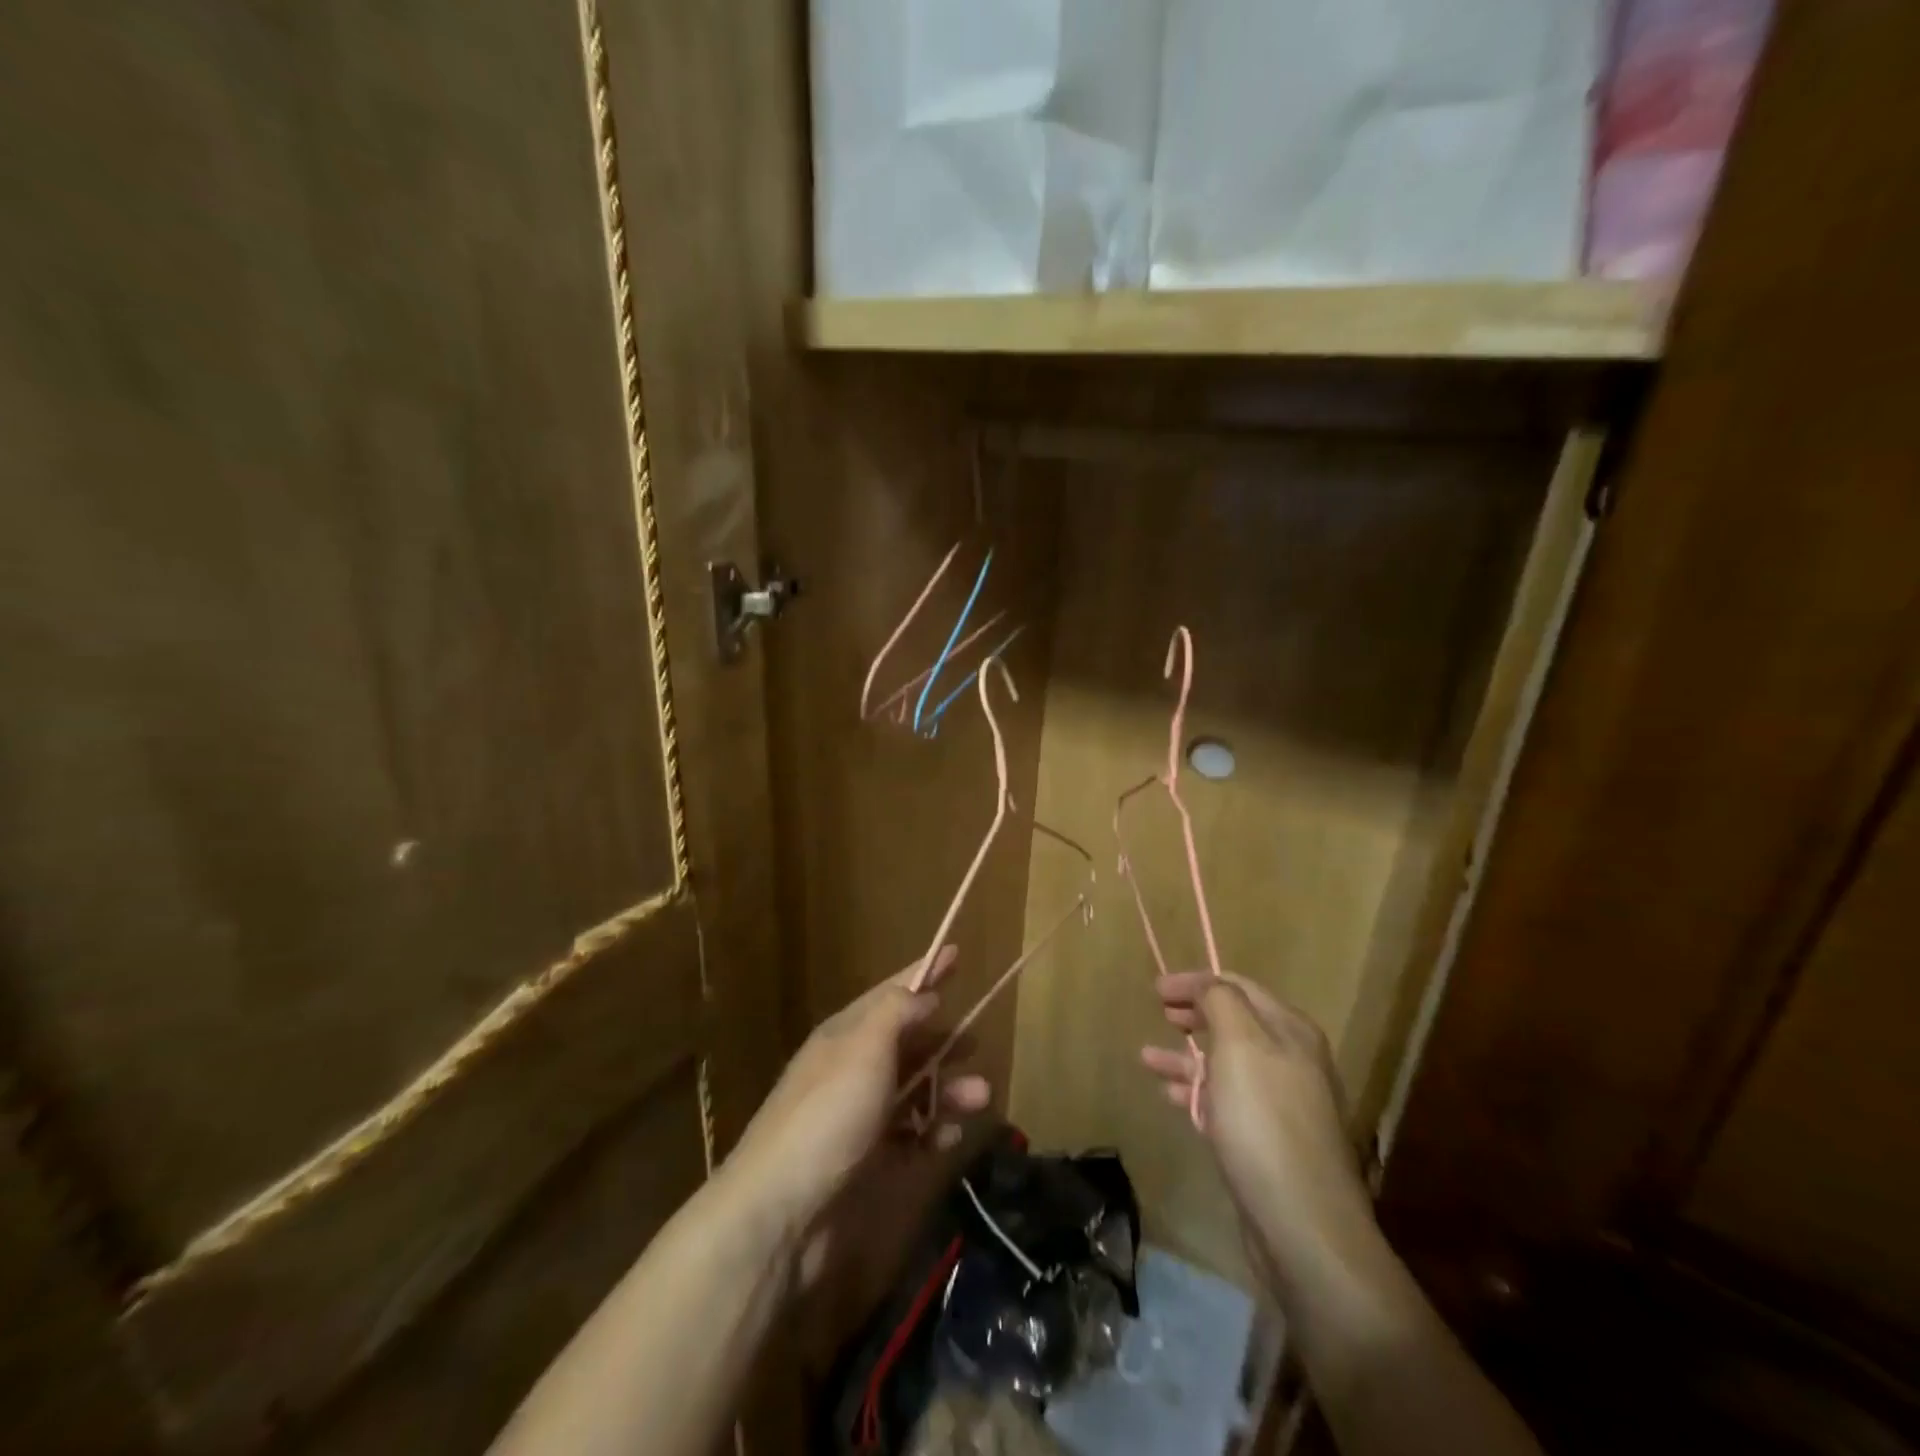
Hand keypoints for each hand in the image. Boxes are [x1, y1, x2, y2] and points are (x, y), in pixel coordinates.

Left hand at [725, 945, 990, 1242]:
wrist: (781, 1213)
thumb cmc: (827, 1114)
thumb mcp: (864, 1048)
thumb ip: (897, 1013)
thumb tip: (924, 994)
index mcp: (846, 1035)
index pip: (892, 994)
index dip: (924, 973)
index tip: (956, 953)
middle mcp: (852, 1071)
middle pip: (906, 1043)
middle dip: (942, 1039)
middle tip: (976, 1039)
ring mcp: (859, 1119)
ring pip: (914, 1091)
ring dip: (947, 1089)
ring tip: (981, 1095)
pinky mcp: (868, 1164)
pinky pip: (911, 1138)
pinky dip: (933, 1132)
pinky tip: (951, 1135)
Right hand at [1141, 973, 1372, 1291]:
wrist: (1303, 1225)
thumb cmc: (1265, 1121)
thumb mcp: (1240, 1045)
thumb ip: (1221, 1002)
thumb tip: (1207, 986)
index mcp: (1290, 1030)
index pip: (1238, 986)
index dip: (1196, 981)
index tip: (1156, 989)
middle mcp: (1291, 1060)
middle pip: (1234, 1022)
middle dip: (1194, 1014)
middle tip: (1159, 1012)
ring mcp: (1281, 1103)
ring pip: (1225, 1063)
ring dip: (1186, 1055)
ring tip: (1147, 1057)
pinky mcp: (1267, 1141)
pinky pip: (1225, 1101)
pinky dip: (1196, 1091)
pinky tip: (1170, 1097)